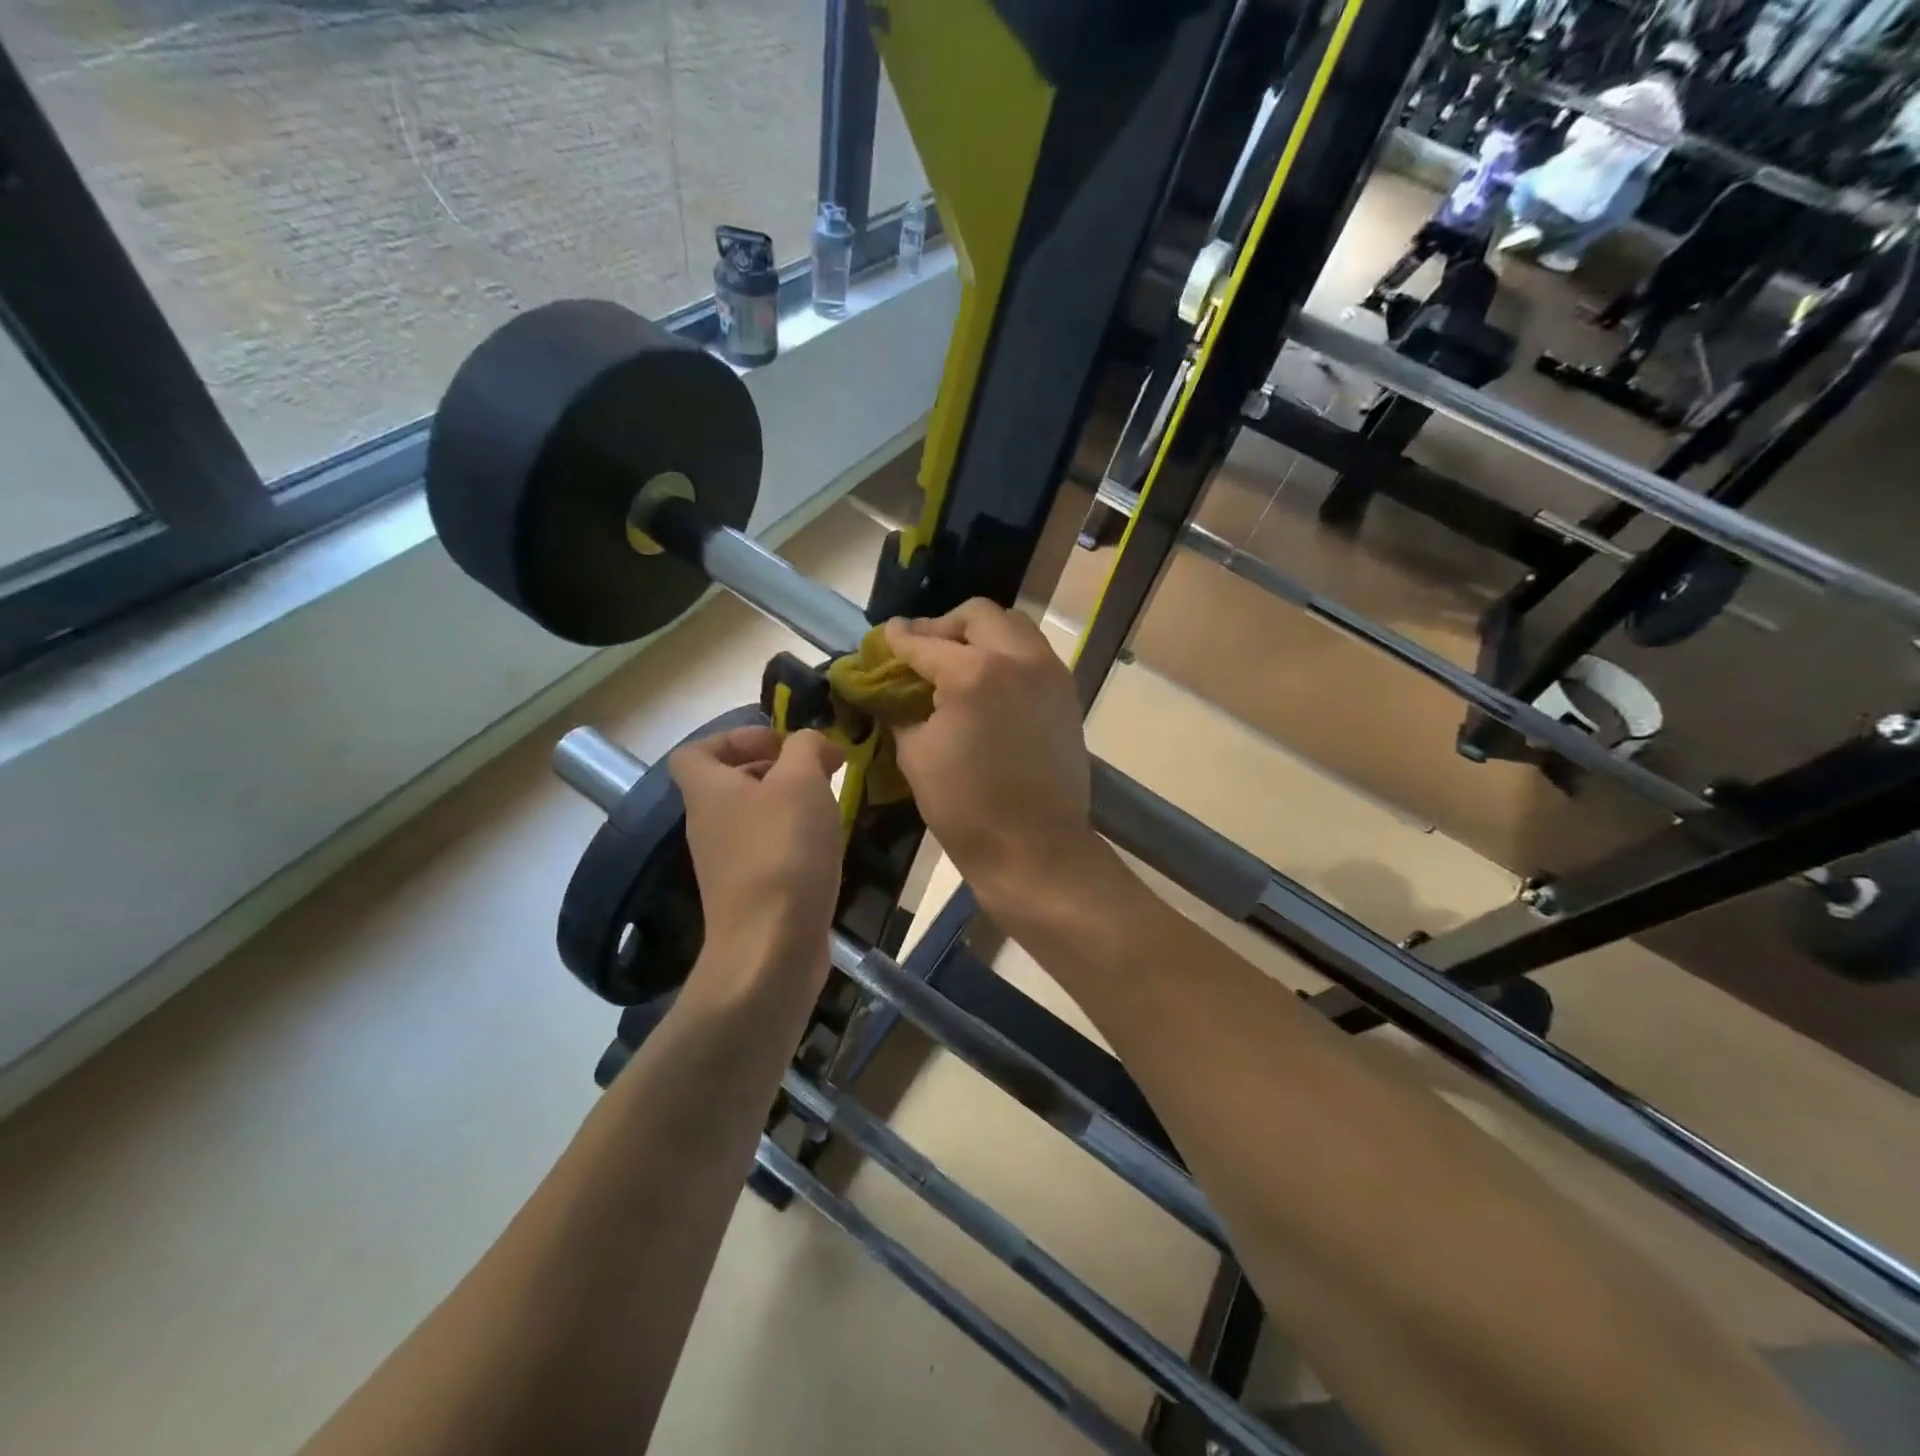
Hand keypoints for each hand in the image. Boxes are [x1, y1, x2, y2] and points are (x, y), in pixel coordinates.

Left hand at [670, 725, 845, 994]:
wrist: (772, 948)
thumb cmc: (783, 852)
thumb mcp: (801, 781)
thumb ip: (808, 747)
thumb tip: (815, 743)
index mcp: (708, 791)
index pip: (694, 752)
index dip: (734, 738)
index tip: (780, 744)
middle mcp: (708, 825)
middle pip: (730, 783)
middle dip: (774, 769)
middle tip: (818, 772)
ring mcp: (727, 864)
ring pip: (754, 818)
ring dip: (789, 805)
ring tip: (828, 808)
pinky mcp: (750, 894)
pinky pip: (768, 850)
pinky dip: (794, 841)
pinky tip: (826, 848)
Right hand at [883, 601, 1097, 903]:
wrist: (1035, 847)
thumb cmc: (966, 808)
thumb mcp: (916, 754)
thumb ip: (899, 709)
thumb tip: (887, 689)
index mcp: (973, 673)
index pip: (924, 642)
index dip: (897, 639)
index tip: (884, 637)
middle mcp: (1017, 657)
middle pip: (978, 615)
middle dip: (944, 626)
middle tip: (923, 650)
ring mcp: (1049, 672)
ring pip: (1013, 626)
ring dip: (981, 634)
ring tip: (958, 662)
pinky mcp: (1066, 693)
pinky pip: (1033, 653)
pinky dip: (1007, 654)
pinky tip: (989, 683)